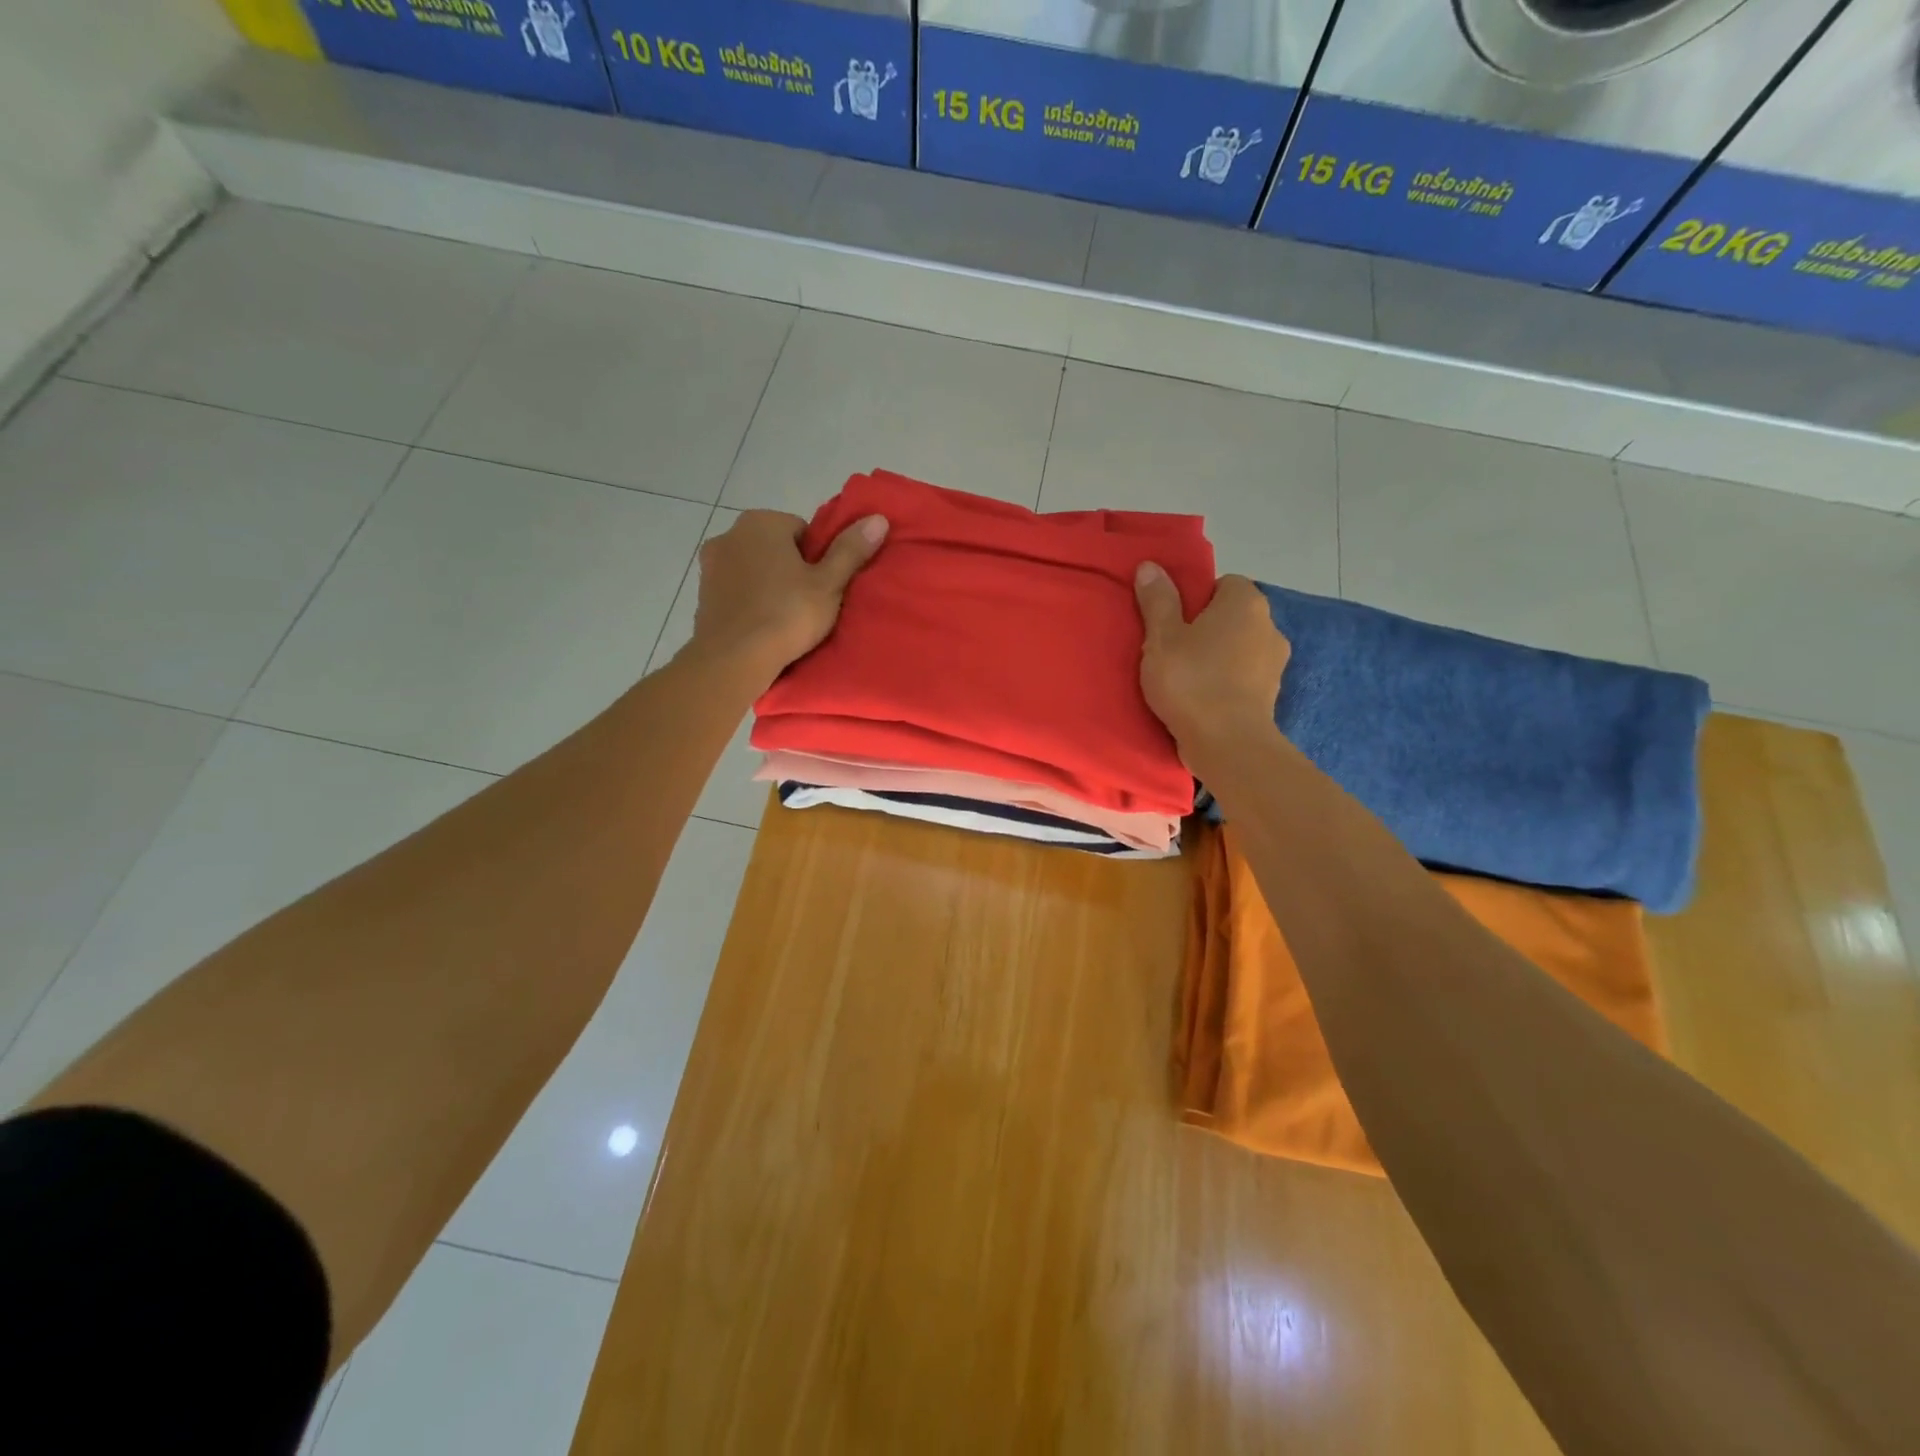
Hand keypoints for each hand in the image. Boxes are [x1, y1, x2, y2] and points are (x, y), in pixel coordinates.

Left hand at [687, 509, 887, 689]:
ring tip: (786, 619)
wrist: (733, 659)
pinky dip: (749, 603)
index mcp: (761, 522)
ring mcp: (710, 565)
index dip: (818, 559)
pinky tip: (763, 627)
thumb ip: (851, 550)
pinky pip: (736, 592)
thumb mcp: (829, 584)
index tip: (823, 586)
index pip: (802, 531)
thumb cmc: (786, 615)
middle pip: (775, 548)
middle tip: (809, 604)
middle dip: (791, 569)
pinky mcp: (702, 595)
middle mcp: (729, 534)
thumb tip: (878, 518)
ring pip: (753, 570)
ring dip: (768, 586)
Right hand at [1134, 565, 1289, 758]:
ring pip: (1239, 648)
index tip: (1172, 621)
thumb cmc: (1192, 681)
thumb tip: (1150, 565)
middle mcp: (1269, 625)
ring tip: (1185, 677)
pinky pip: (1243, 676)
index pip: (1223, 584)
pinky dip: (1226, 682)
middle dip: (1206, 628)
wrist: (1228, 743)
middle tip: (1172, 649)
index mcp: (1245, 602)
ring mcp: (1275, 662)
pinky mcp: (1271, 694)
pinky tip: (1201, 698)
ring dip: (1217, 657)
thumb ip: (1158, 600)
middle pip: (1232, 616)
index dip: (1196, 599)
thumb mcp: (1162, 637)